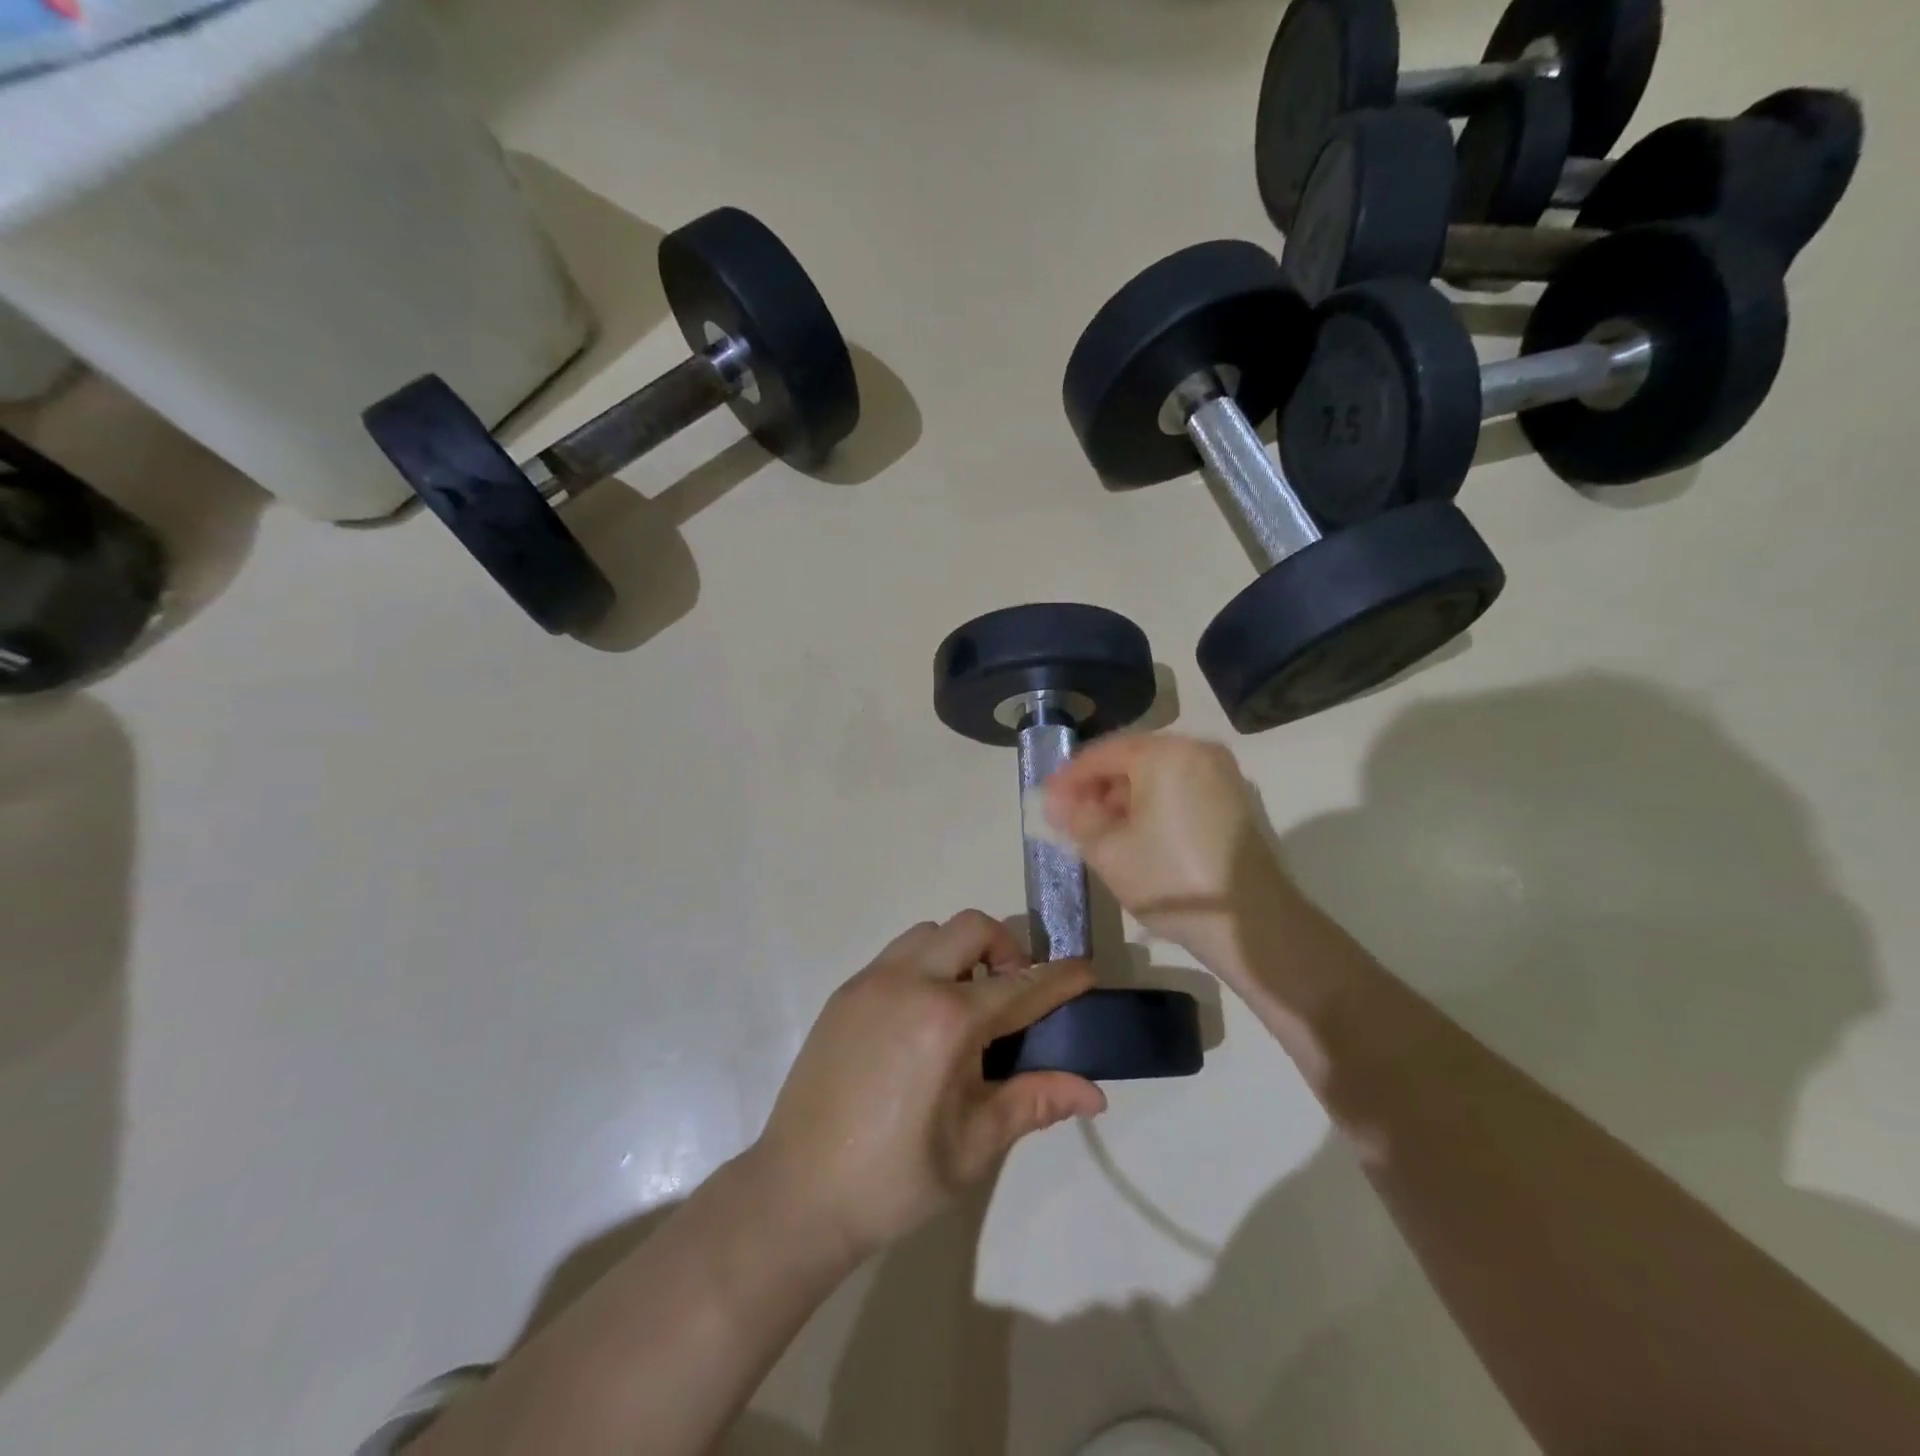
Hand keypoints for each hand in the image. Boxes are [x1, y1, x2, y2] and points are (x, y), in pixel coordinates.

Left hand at [752, 912, 1105, 1261]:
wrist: (798, 1193)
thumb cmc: (895, 1179)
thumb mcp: (974, 1145)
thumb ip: (1034, 1102)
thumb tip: (1093, 1092)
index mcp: (948, 1022)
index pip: (1022, 985)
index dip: (1061, 977)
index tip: (1086, 971)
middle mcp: (909, 983)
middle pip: (972, 928)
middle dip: (1007, 949)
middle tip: (1013, 995)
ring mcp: (871, 981)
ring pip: (931, 933)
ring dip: (961, 952)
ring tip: (966, 1005)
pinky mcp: (845, 991)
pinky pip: (897, 954)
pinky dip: (925, 964)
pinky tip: (922, 1017)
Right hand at [1042, 733, 1297, 980]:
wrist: (1252, 924)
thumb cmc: (1170, 879)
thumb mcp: (1108, 850)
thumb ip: (1077, 817)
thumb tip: (1057, 801)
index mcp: (1165, 753)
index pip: (1102, 753)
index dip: (1069, 778)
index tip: (1046, 802)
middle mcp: (1197, 751)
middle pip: (1131, 759)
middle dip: (1097, 787)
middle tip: (1069, 817)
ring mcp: (1221, 774)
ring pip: (1156, 775)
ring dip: (1124, 797)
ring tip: (1099, 830)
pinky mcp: (1234, 800)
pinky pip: (1180, 789)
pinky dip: (1152, 805)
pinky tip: (1135, 835)